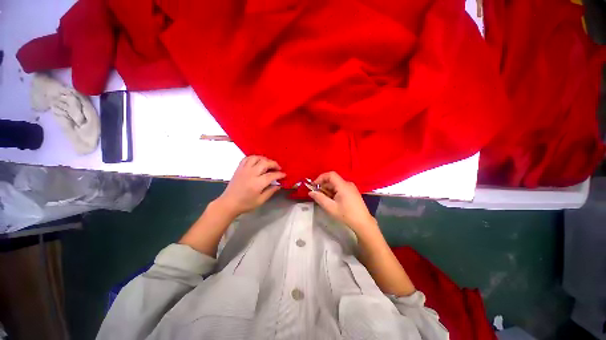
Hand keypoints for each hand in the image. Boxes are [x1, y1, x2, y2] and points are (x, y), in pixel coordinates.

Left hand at [216, 156, 285, 216]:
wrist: (228, 203)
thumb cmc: (245, 204)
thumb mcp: (260, 201)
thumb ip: (270, 191)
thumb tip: (279, 185)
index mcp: (257, 183)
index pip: (272, 175)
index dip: (279, 174)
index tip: (284, 175)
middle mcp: (251, 174)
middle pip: (265, 163)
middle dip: (274, 164)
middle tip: (278, 168)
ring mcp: (244, 169)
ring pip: (256, 158)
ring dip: (264, 159)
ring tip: (268, 164)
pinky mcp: (239, 168)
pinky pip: (247, 158)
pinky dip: (254, 158)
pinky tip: (258, 161)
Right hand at [308, 171, 377, 234]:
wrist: (363, 223)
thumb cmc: (346, 215)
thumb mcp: (330, 207)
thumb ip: (320, 198)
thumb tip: (311, 192)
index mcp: (343, 185)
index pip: (330, 175)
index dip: (321, 178)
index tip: (314, 185)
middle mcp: (348, 184)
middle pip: (333, 180)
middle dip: (323, 185)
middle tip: (317, 194)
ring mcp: (351, 188)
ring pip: (336, 184)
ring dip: (328, 190)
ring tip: (324, 199)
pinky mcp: (353, 192)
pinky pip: (340, 188)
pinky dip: (334, 192)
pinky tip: (332, 200)